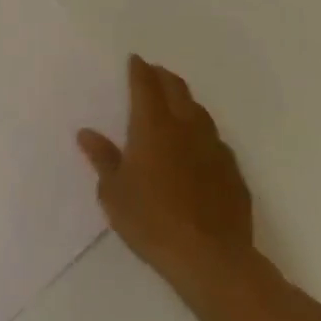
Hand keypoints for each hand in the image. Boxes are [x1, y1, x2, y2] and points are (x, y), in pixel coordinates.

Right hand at [79, 56, 257, 299]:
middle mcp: (185, 127)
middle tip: (153, 73)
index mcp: (153, 126)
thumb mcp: (114, 194)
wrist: (212, 260)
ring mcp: (214, 148)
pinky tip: (199, 148)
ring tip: (176, 104)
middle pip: (176, 89)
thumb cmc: (152, 222)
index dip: (139, 69)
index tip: (135, 60)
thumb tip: (86, 133)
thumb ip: (103, 159)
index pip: (146, 85)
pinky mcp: (233, 173)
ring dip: (185, 102)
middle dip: (163, 77)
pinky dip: (203, 134)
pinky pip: (216, 141)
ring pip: (199, 112)